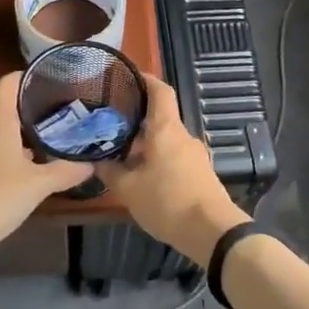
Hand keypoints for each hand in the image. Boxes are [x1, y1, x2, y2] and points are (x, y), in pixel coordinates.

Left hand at [0, 73, 93, 250]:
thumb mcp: (39, 185)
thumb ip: (66, 171)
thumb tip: (90, 164)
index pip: (7, 83)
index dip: (26, 77)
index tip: (49, 83)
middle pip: (0, 105)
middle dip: (25, 107)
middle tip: (53, 114)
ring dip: (14, 131)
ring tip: (41, 142)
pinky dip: (2, 151)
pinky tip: (20, 170)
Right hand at [100, 74, 250, 263]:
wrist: (212, 232)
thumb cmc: (167, 201)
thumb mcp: (129, 189)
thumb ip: (110, 172)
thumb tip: (96, 160)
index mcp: (166, 129)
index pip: (160, 91)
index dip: (146, 79)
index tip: (128, 76)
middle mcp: (183, 136)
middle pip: (160, 118)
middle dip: (137, 119)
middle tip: (111, 123)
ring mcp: (195, 155)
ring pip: (166, 140)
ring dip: (146, 143)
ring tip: (122, 153)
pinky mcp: (200, 174)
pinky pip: (175, 157)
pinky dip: (158, 159)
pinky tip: (142, 175)